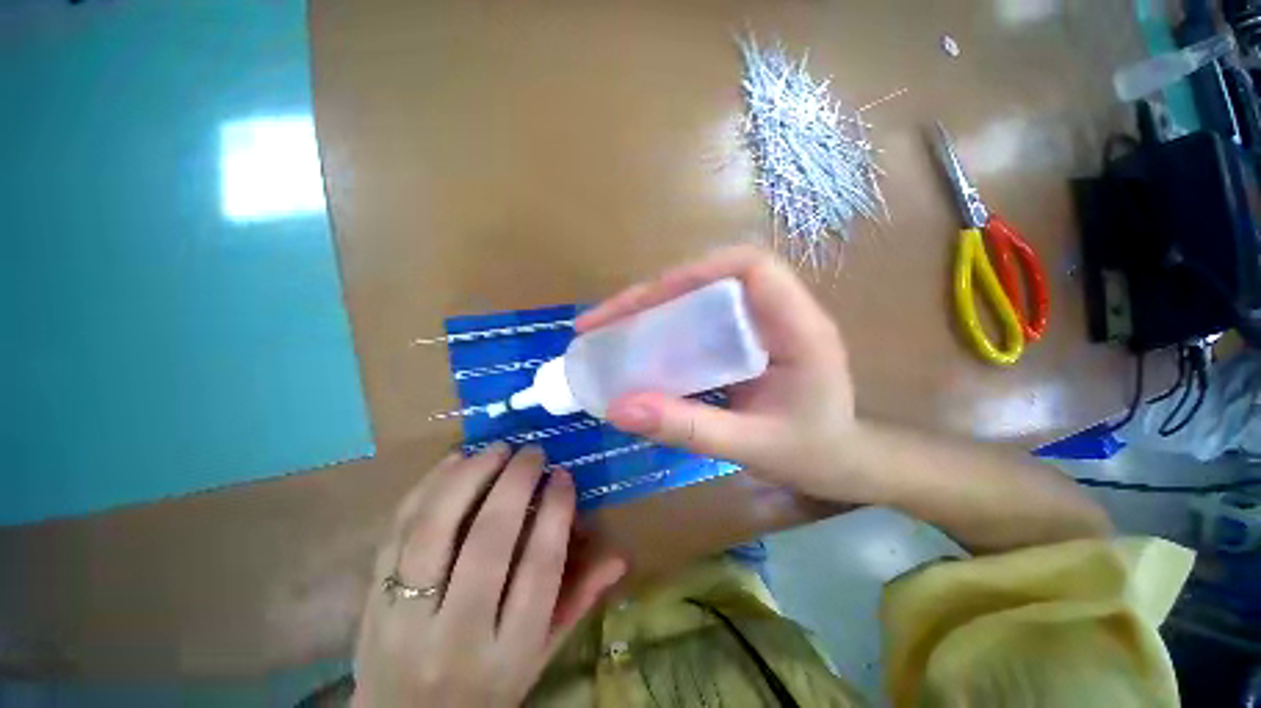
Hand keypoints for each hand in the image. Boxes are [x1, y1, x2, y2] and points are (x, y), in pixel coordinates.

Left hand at [352, 444, 625, 706]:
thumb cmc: (485, 689)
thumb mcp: (539, 656)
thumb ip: (578, 602)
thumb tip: (619, 556)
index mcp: (509, 653)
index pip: (540, 570)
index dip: (555, 512)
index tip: (563, 474)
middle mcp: (456, 637)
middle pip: (488, 544)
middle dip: (515, 484)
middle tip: (533, 451)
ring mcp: (404, 619)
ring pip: (435, 532)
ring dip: (469, 478)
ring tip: (497, 449)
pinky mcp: (371, 601)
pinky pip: (396, 533)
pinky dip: (427, 488)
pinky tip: (454, 461)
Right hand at [576, 245, 871, 501]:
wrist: (843, 464)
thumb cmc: (812, 455)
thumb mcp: (750, 448)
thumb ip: (688, 428)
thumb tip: (619, 409)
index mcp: (799, 329)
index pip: (750, 267)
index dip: (696, 270)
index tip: (647, 298)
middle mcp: (780, 314)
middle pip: (713, 276)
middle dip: (656, 292)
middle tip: (607, 319)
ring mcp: (761, 323)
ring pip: (702, 294)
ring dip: (656, 306)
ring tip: (612, 328)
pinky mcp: (746, 337)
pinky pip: (701, 318)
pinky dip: (667, 326)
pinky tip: (642, 345)